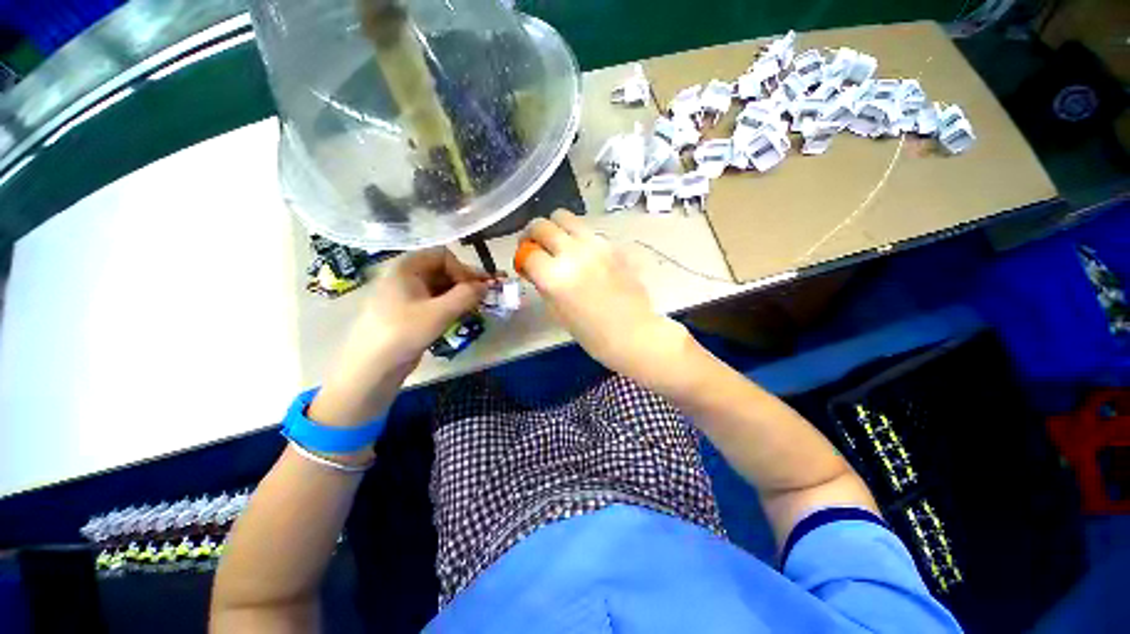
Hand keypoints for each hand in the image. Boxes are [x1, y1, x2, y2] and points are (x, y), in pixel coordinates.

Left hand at [311, 248, 487, 427]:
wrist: (372, 367)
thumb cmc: (404, 332)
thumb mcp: (440, 312)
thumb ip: (467, 295)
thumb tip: (487, 285)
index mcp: (407, 267)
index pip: (443, 256)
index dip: (463, 269)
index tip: (477, 288)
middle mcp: (406, 275)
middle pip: (443, 270)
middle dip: (466, 282)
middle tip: (486, 296)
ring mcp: (407, 294)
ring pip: (441, 286)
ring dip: (461, 294)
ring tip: (477, 307)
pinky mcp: (410, 312)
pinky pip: (435, 301)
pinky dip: (451, 305)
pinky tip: (462, 315)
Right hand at [519, 210, 690, 383]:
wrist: (632, 332)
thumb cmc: (591, 332)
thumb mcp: (556, 311)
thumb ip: (542, 283)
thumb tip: (535, 266)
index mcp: (554, 276)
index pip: (528, 253)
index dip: (522, 258)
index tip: (525, 264)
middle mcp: (573, 252)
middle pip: (542, 225)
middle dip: (532, 233)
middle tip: (536, 245)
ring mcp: (595, 244)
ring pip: (565, 217)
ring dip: (555, 228)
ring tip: (559, 244)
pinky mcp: (612, 244)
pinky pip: (587, 231)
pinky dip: (578, 237)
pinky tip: (584, 254)